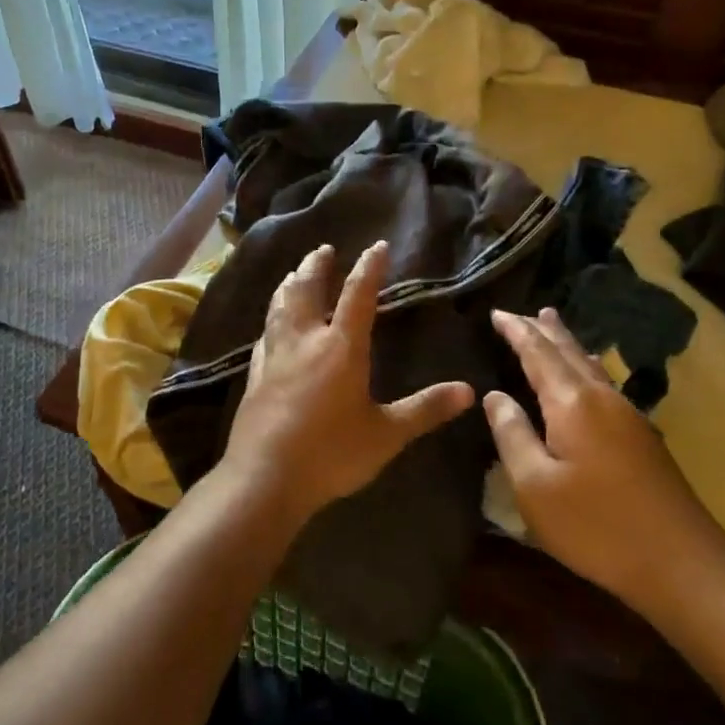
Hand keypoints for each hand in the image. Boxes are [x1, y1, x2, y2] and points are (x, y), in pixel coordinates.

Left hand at [222, 241, 474, 522]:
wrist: (265, 478)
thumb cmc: (330, 454)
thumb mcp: (386, 435)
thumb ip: (425, 410)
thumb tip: (469, 392)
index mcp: (341, 348)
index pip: (357, 296)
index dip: (368, 268)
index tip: (377, 246)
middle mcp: (305, 341)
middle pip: (308, 291)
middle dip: (317, 266)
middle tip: (323, 249)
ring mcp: (275, 356)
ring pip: (280, 307)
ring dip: (289, 284)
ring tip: (293, 273)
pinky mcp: (256, 376)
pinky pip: (264, 334)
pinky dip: (271, 318)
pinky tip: (270, 324)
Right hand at [485, 307, 724, 616]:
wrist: (682, 564)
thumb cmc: (596, 525)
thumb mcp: (534, 485)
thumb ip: (511, 434)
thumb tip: (495, 396)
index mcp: (572, 403)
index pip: (537, 353)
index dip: (515, 331)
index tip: (495, 312)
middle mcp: (603, 398)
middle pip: (569, 351)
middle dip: (542, 330)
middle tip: (521, 312)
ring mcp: (628, 416)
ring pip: (591, 365)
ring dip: (568, 344)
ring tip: (552, 326)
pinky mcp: (642, 438)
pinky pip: (604, 383)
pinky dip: (585, 367)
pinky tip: (588, 376)